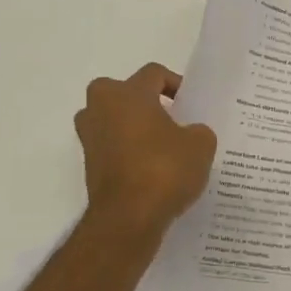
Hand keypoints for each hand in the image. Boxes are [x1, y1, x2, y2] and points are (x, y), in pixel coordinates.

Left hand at [74, 64, 217, 239]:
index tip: (191, 104)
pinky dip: (129, 151)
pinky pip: (112, 146)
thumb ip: (199, 130)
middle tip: (172, 119)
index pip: (153, 73)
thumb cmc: (165, 169)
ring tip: (163, 145)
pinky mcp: (89, 164)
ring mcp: (90, 137)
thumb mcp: (201, 144)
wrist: (128, 218)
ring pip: (115, 119)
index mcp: (128, 93)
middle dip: (147, 102)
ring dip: (135, 127)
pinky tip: (152, 168)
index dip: (176, 83)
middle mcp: (101, 108)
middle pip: (125, 92)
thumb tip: (191, 133)